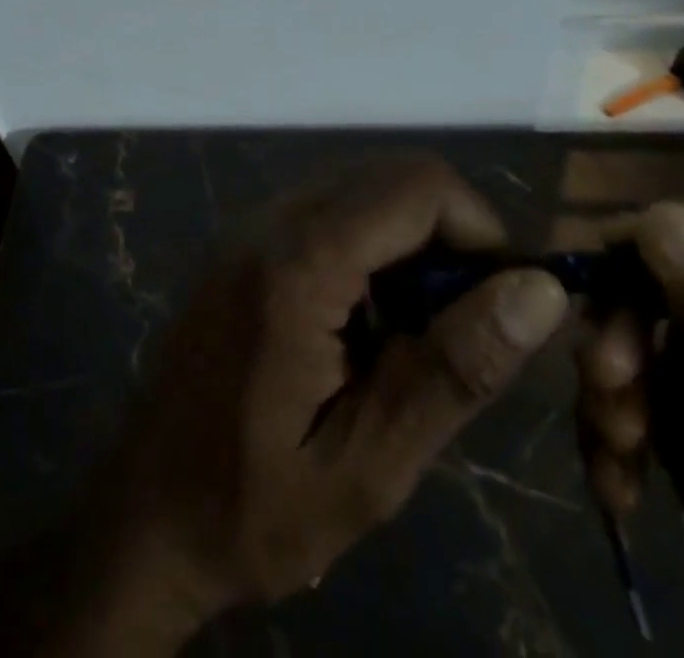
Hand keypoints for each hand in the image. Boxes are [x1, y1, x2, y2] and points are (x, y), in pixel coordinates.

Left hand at [50, 152, 569, 655]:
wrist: (144, 510)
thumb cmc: (253, 505)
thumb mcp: (368, 464)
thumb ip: (453, 368)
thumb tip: (539, 290)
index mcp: (296, 264)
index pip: (414, 185)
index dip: (479, 229)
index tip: (503, 304)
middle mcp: (267, 221)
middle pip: (388, 175)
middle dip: (447, 234)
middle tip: (461, 327)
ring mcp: (247, 226)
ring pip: (359, 188)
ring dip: (408, 243)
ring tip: (412, 337)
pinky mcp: (240, 242)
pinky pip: (324, 212)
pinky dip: (368, 247)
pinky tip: (365, 326)